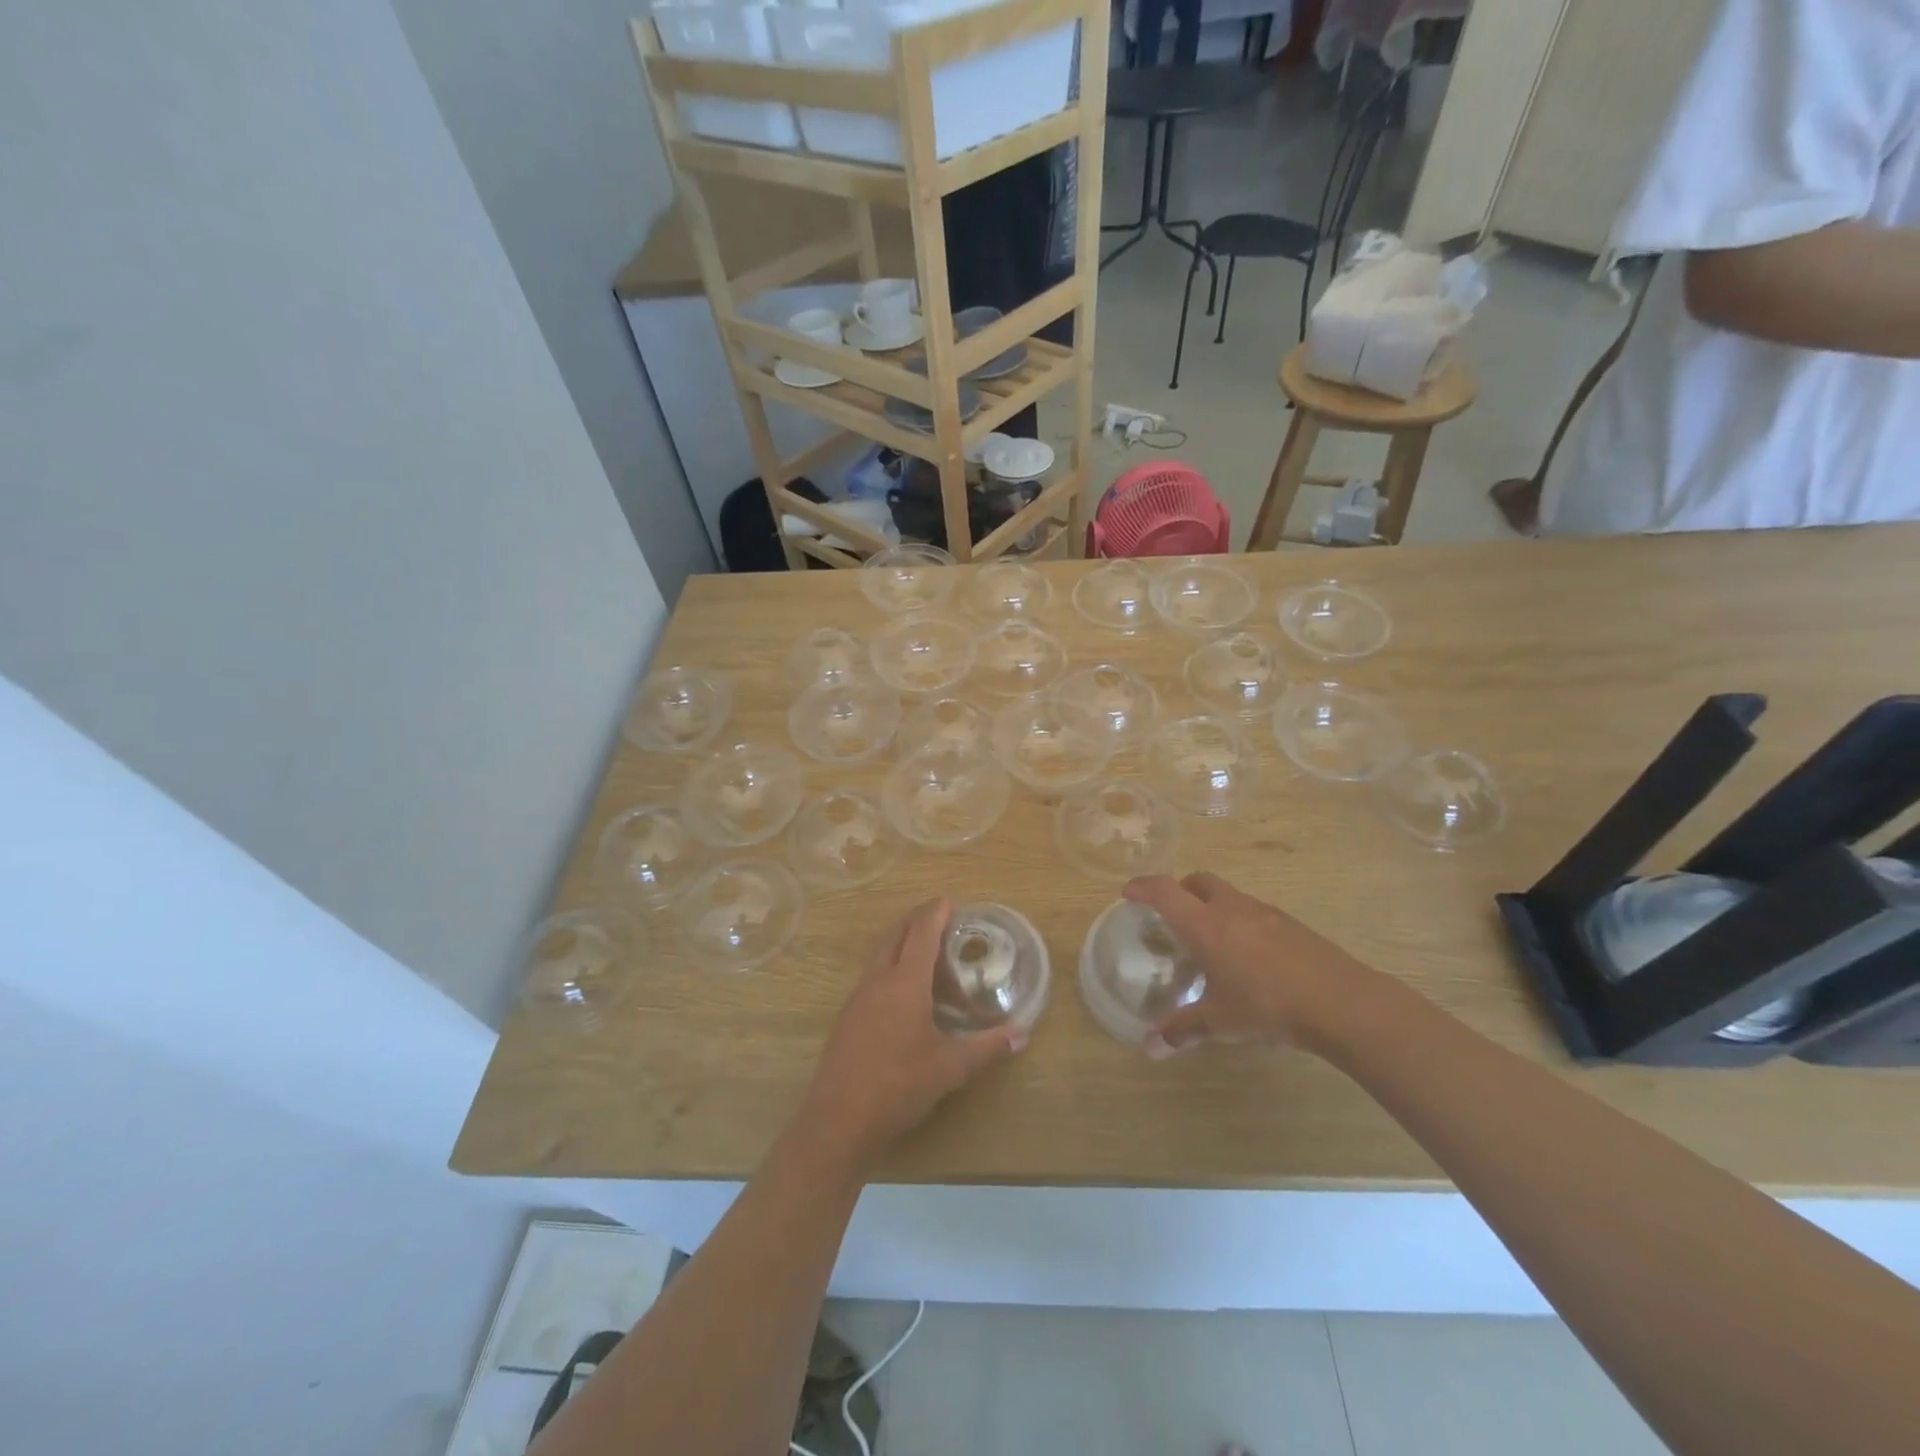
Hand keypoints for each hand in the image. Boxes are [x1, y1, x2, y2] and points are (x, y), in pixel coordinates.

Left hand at [797, 898, 1025, 1171]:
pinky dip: (890, 966)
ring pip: (880, 954)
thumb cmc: (899, 1085)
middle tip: (940, 918)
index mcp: (904, 983)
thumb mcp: (950, 1068)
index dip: (935, 913)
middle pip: (895, 934)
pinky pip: (872, 975)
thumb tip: (1022, 1034)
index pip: (921, 934)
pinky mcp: (848, 1016)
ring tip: (925, 952)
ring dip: (901, 942)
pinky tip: (904, 992)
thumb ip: (987, 1047)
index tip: (949, 901)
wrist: (839, 1118)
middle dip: (916, 919)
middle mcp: (878, 980)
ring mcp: (858, 997)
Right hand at [1122, 873, 1379, 1056]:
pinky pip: (1252, 911)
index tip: (1128, 892)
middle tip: (1171, 913)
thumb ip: (1183, 1030)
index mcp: (1205, 925)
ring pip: (1228, 894)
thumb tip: (1150, 1048)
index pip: (1165, 891)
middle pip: (1197, 881)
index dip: (1143, 887)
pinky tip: (1247, 954)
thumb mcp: (1220, 1022)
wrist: (1341, 1002)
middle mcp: (1231, 908)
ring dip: (1211, 905)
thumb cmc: (1268, 1006)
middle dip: (1179, 890)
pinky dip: (1238, 920)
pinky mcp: (1290, 923)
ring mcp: (1264, 912)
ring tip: (1209, 938)